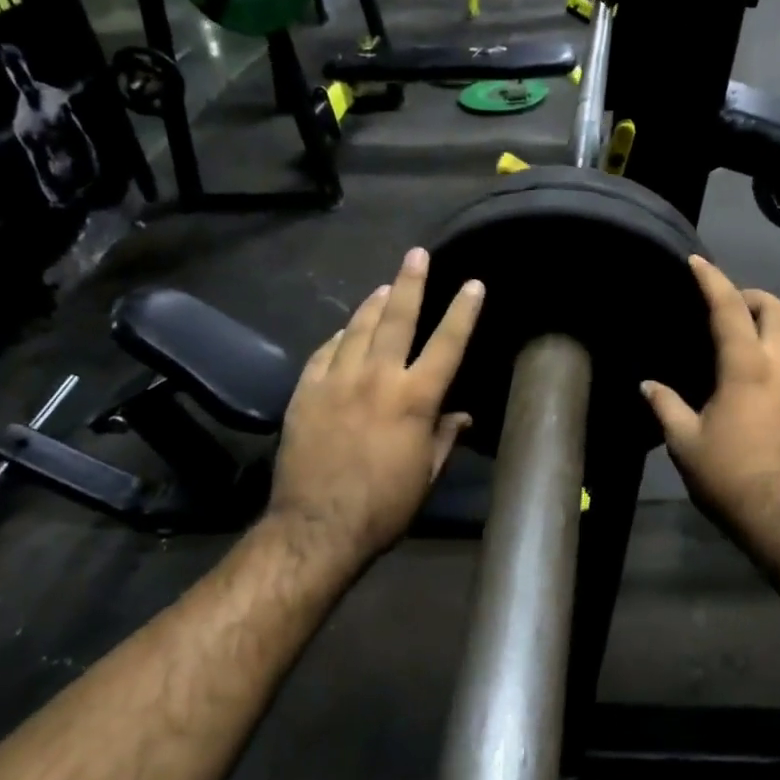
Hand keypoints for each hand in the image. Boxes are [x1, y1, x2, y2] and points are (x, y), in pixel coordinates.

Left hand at [268, 248, 482, 567]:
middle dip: (410, 283)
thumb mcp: (426, 475)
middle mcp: (377, 378)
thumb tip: (461, 416)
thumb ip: (444, 437)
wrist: (318, 526)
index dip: (463, 311)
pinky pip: (324, 352)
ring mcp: (336, 381)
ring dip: (373, 304)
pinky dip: (337, 337)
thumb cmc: (384, 506)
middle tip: (417, 254)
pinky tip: (343, 330)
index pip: (446, 344)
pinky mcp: (306, 392)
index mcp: (415, 399)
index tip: (473, 284)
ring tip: (384, 287)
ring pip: (357, 328)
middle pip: (397, 319)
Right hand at [642, 257, 779, 566]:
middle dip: (753, 296)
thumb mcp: (685, 444)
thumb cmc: (731, 480)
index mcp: (747, 368)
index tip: (698, 262)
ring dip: (778, 326)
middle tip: (731, 305)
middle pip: (779, 310)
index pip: (729, 308)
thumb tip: (647, 385)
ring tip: (755, 339)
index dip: (712, 280)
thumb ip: (666, 406)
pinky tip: (775, 379)